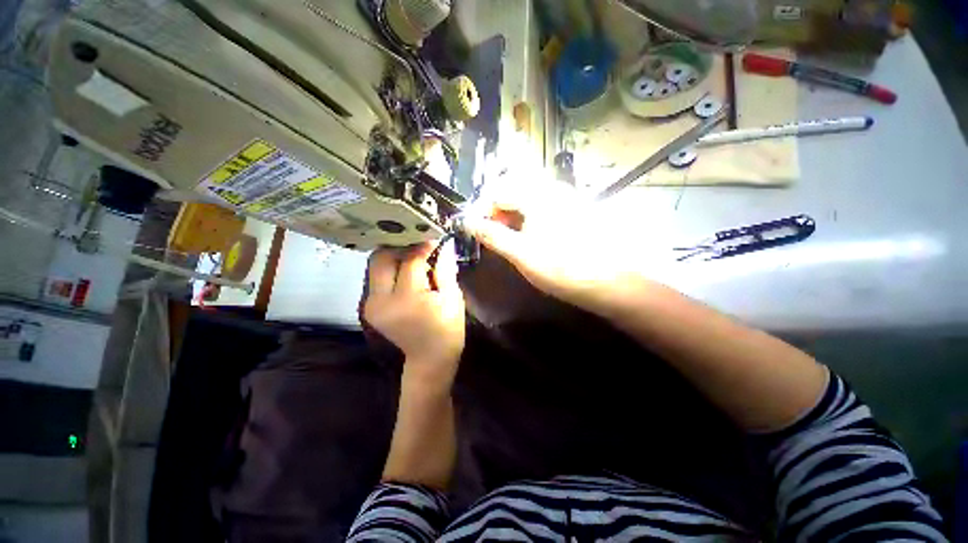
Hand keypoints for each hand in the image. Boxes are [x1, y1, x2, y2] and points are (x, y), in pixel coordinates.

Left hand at [364, 242, 465, 387]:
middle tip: (420, 245)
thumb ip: (445, 269)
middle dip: (401, 246)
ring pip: (375, 265)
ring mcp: (371, 304)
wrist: (429, 358)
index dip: (423, 246)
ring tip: (414, 256)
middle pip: (382, 258)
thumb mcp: (453, 298)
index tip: (434, 238)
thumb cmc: (447, 329)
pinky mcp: (369, 306)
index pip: (410, 261)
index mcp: (407, 299)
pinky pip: (376, 276)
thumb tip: (444, 243)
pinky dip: (390, 268)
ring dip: (394, 256)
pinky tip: (406, 270)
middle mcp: (381, 300)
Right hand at [463, 182, 650, 315]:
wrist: (605, 282)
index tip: (476, 230)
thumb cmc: (559, 268)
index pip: (497, 191)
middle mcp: (551, 188)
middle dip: (496, 210)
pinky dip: (527, 216)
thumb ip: (492, 235)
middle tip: (491, 233)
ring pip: (526, 197)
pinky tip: (527, 234)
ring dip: (511, 213)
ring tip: (507, 236)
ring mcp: (564, 197)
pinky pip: (540, 205)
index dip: (481, 209)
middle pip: (512, 189)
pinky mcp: (572, 209)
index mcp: (536, 195)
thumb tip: (467, 222)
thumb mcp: (520, 253)